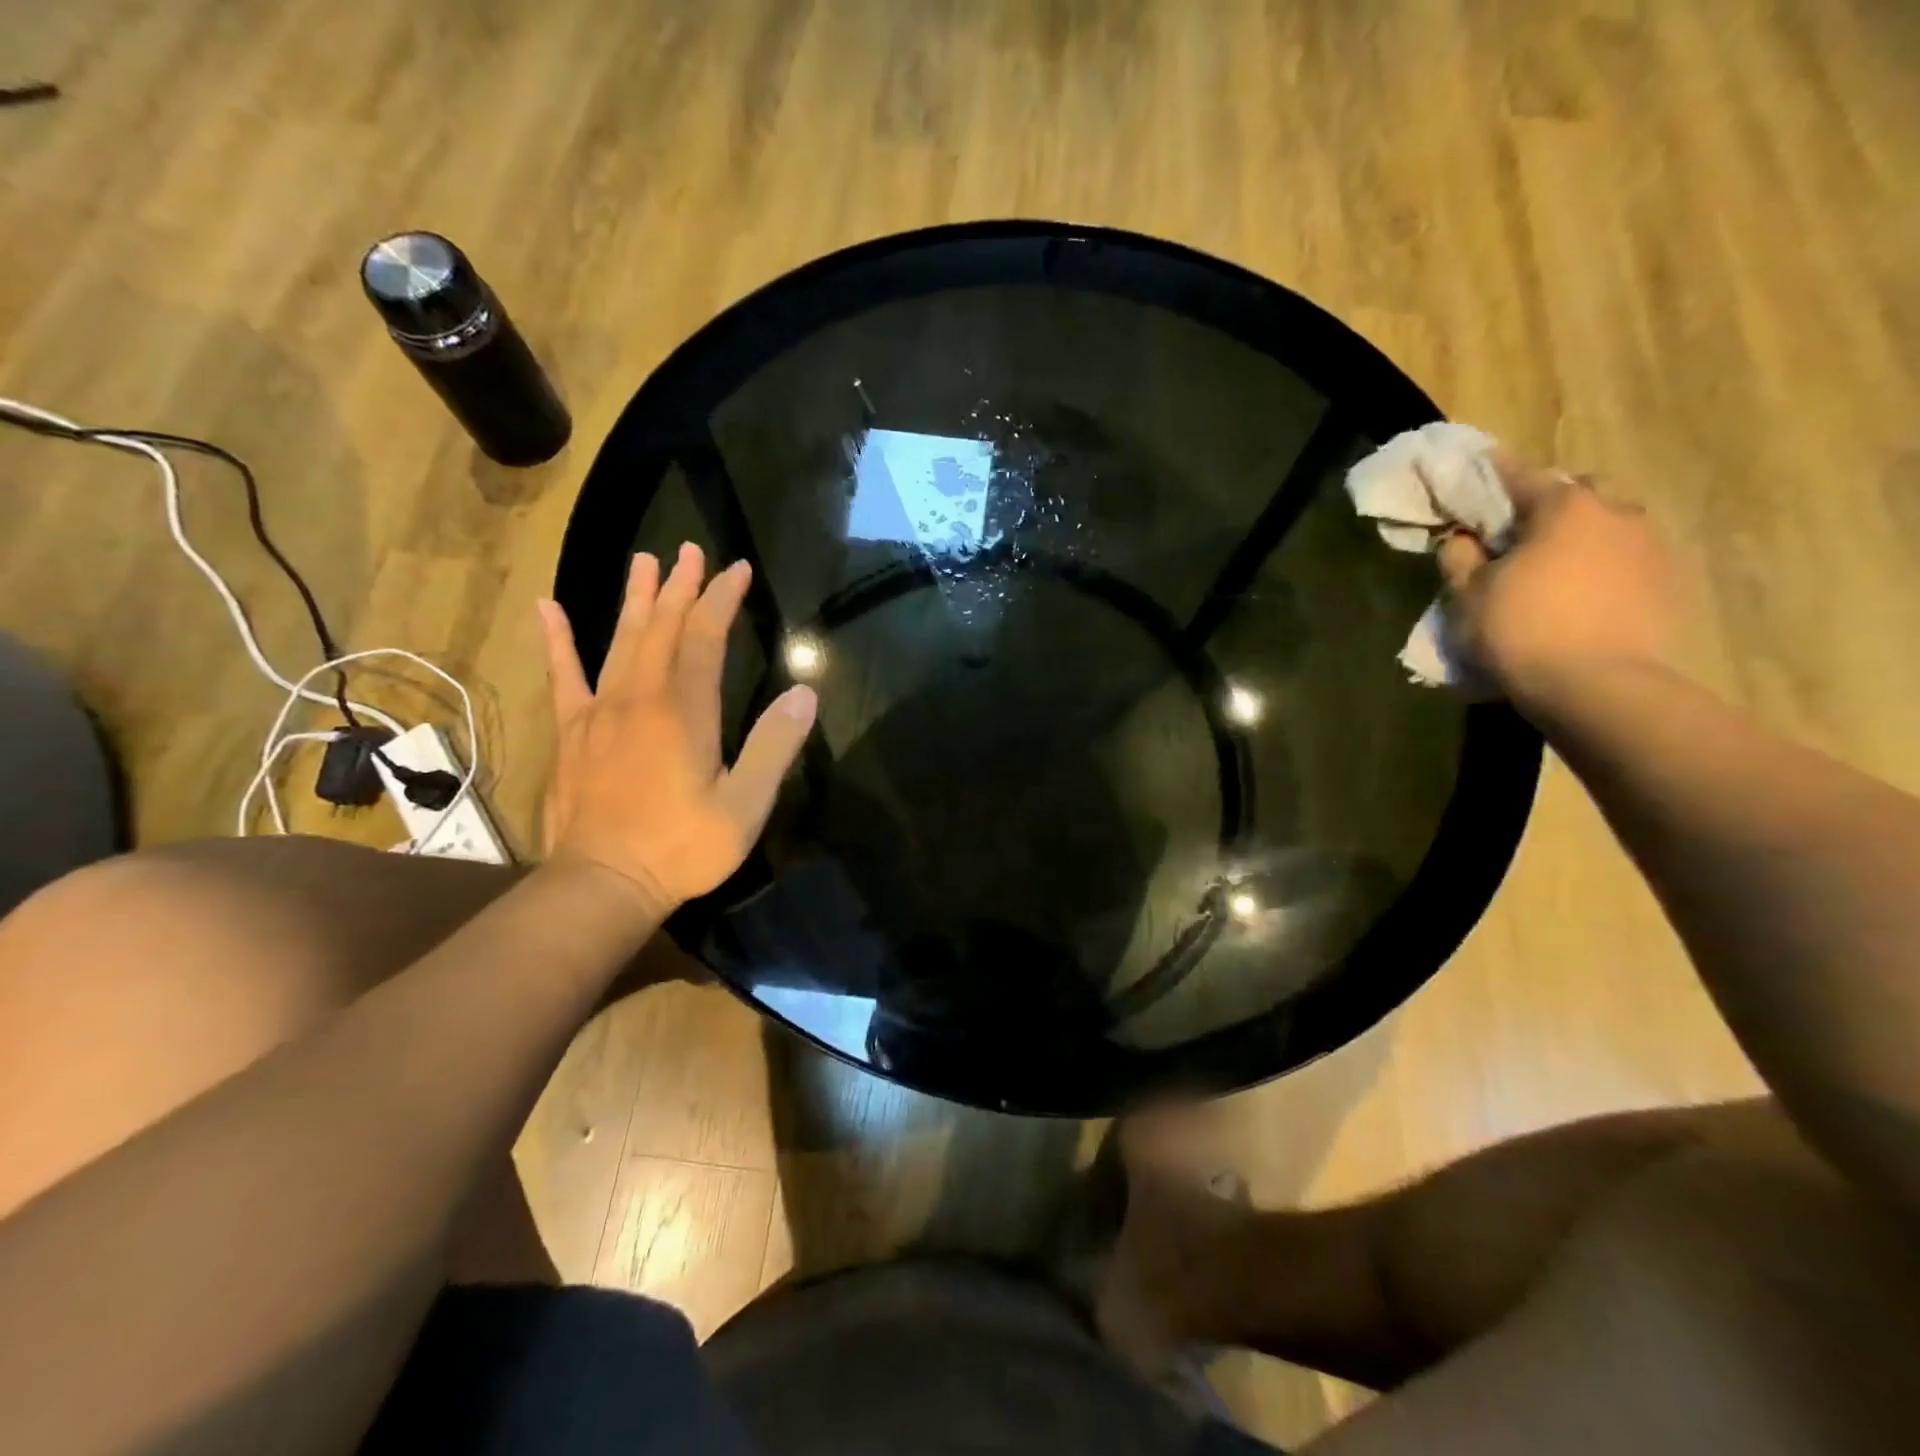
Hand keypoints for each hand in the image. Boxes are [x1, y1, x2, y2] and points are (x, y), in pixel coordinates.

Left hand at [536, 543, 816, 915]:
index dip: (721, 599)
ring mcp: (599, 711)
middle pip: (661, 628)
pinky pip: (563, 675)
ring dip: (635, 599)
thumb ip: (774, 746)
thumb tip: (804, 692)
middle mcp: (639, 696)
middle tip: (690, 551)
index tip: (737, 570)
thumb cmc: (682, 848)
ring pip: (620, 641)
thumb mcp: (746, 804)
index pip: (704, 637)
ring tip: (644, 561)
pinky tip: (548, 608)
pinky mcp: (571, 732)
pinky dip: (557, 640)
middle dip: (680, 587)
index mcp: (684, 710)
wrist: (603, 884)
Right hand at [1438, 451, 1677, 705]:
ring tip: (1556, 565)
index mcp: (1564, 508)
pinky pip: (1629, 559)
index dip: (1495, 471)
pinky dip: (1605, 566)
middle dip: (1551, 503)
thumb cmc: (1521, 630)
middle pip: (1580, 492)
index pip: (1522, 475)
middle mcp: (1617, 513)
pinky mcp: (1670, 583)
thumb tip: (1463, 538)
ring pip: (1611, 524)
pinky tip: (1585, 594)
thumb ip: (1460, 558)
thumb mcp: (1468, 595)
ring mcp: (1652, 547)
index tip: (1479, 464)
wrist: (1598, 687)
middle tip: (1521, 530)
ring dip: (1583, 535)